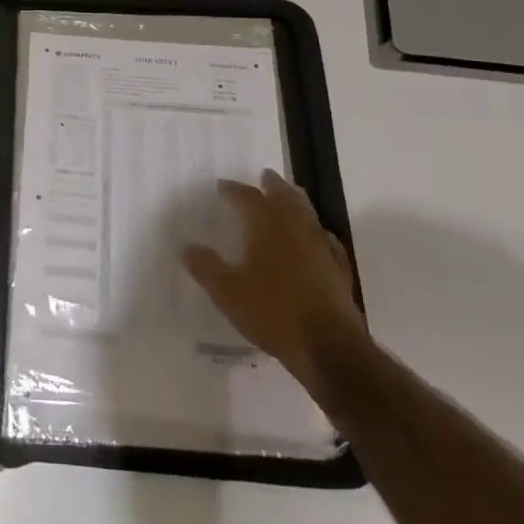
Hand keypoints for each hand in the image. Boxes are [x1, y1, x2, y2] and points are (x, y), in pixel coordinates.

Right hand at [183, 170, 367, 400]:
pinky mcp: (338, 271)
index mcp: (267, 228)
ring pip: (309, 215)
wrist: (328, 348)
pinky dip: (319, 232)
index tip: (222, 186)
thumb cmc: (272, 313)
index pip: (248, 198)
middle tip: (265, 175)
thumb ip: (205, 268)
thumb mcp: (227, 292)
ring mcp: (321, 250)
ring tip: (290, 195)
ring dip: (297, 202)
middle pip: (285, 198)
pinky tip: (320, 237)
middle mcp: (296, 230)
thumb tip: (185, 247)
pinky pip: (328, 242)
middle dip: (273, 186)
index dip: (234, 190)